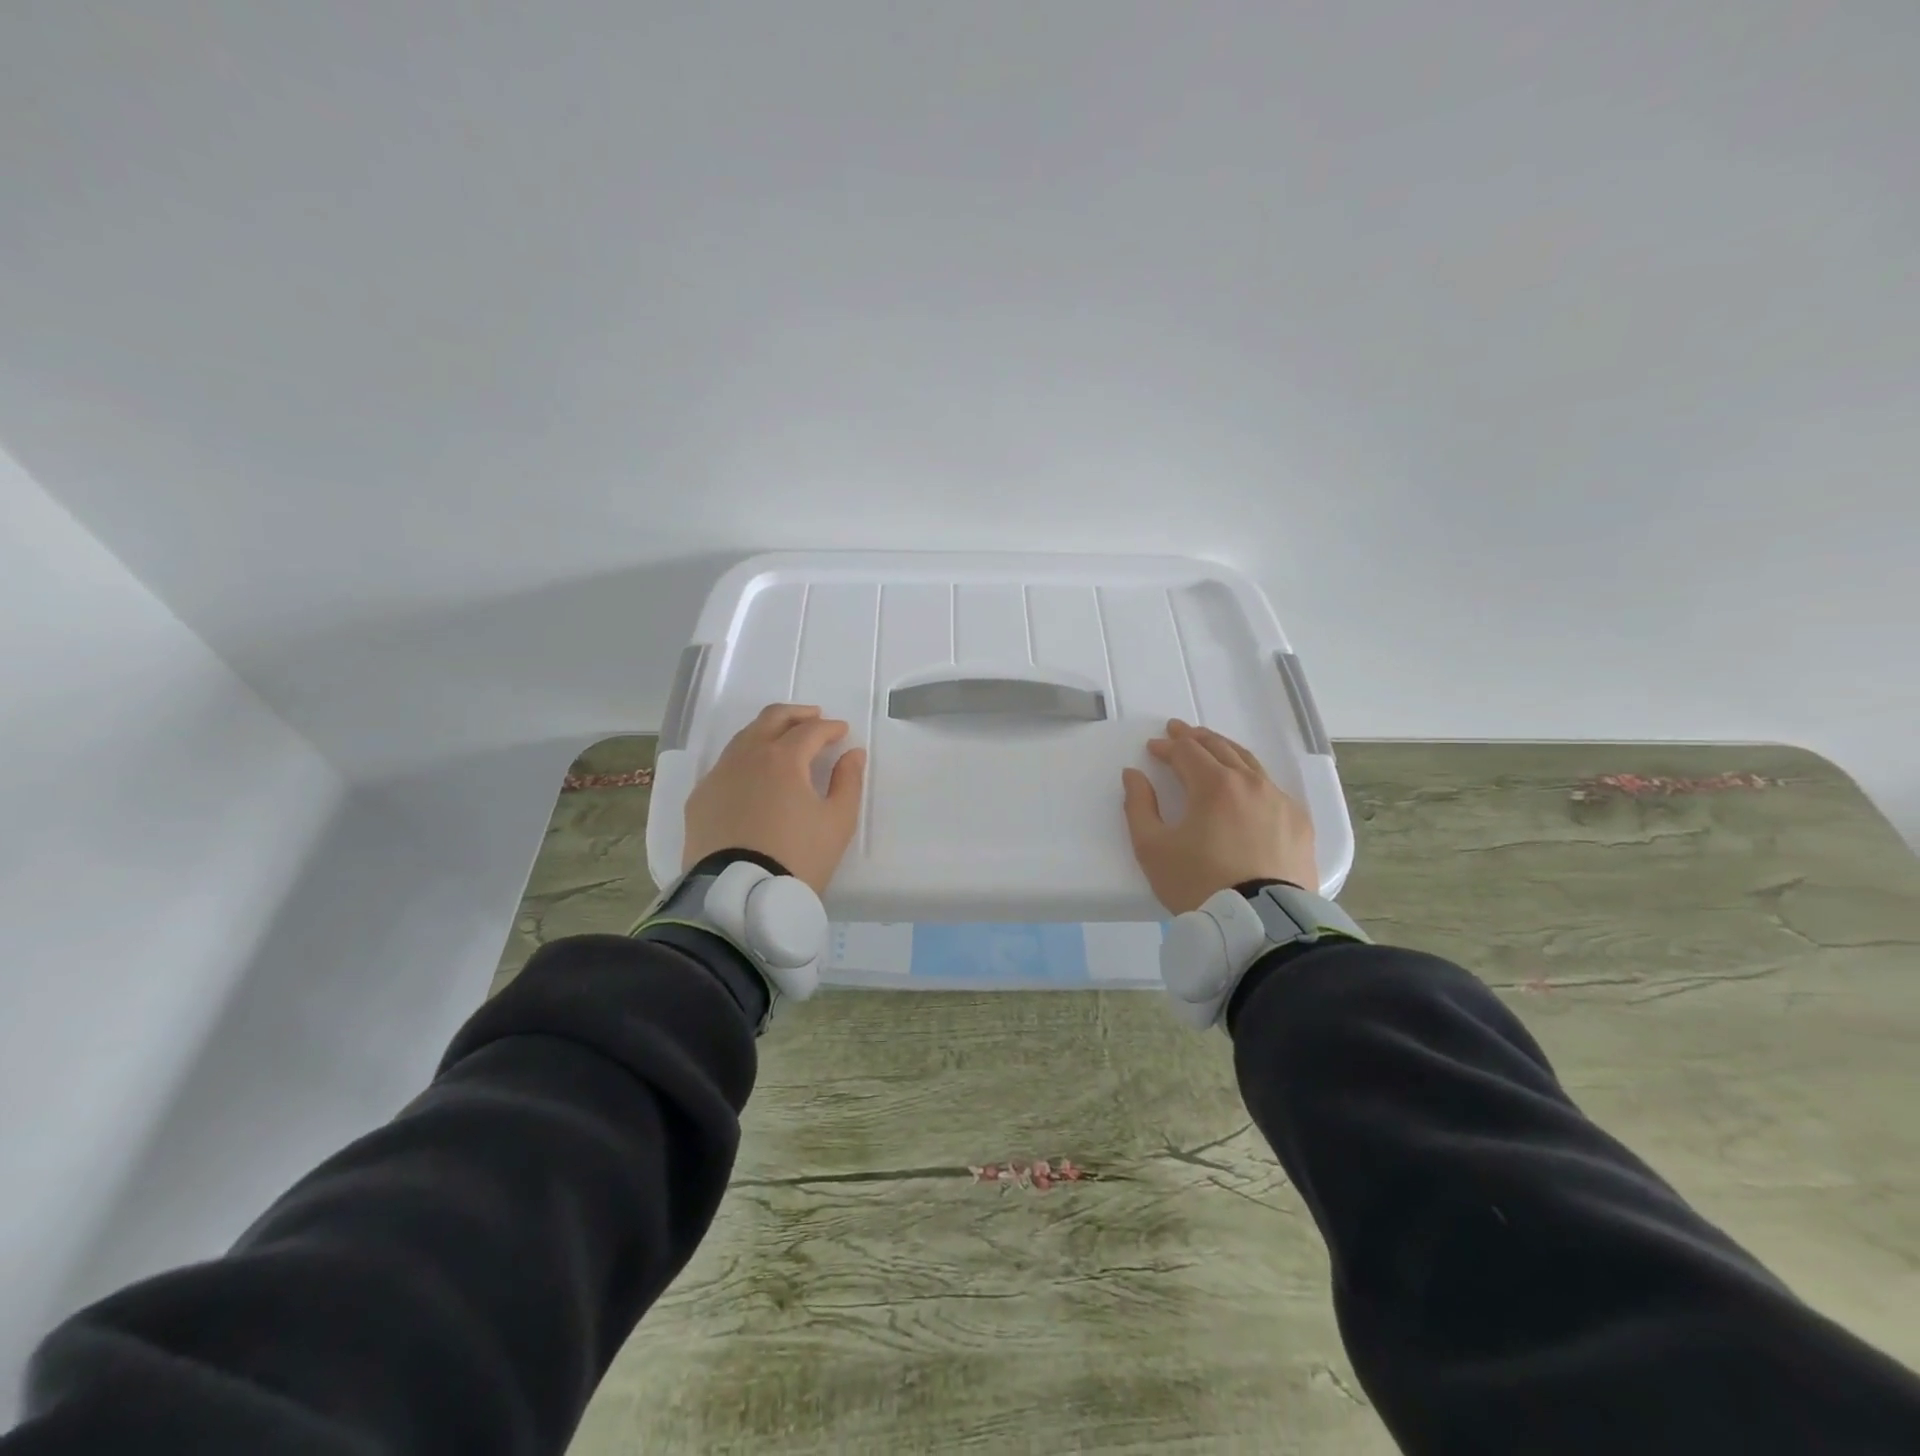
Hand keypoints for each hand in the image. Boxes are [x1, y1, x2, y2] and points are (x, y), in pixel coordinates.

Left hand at [682, 703, 867, 895]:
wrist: (739, 896)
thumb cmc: (798, 857)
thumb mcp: (838, 822)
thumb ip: (848, 781)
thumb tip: (852, 754)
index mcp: (783, 758)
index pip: (810, 730)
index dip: (830, 728)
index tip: (842, 732)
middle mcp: (747, 757)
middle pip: (771, 719)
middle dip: (797, 714)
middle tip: (814, 718)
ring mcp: (718, 776)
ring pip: (744, 738)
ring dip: (768, 732)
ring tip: (784, 742)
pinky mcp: (700, 798)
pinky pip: (725, 766)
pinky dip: (745, 759)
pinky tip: (753, 776)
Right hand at [1121, 719, 1316, 914]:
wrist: (1260, 924)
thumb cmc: (1198, 883)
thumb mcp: (1152, 848)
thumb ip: (1138, 806)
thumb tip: (1133, 774)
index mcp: (1214, 784)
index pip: (1187, 752)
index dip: (1167, 747)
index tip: (1153, 748)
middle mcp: (1251, 783)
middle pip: (1221, 748)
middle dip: (1196, 738)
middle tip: (1179, 731)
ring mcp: (1280, 801)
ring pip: (1250, 763)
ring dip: (1226, 751)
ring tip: (1212, 748)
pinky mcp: (1299, 824)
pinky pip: (1273, 788)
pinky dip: (1253, 777)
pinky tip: (1248, 786)